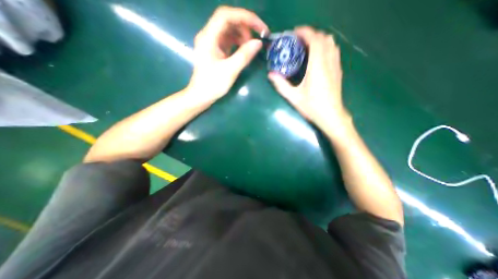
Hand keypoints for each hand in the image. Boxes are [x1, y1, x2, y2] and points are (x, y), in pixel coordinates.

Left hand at [187, 6, 267, 101]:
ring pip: (229, 30)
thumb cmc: (213, 84)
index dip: (244, 17)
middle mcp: (208, 36)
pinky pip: (228, 40)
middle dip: (244, 27)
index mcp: (208, 37)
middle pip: (228, 21)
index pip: (226, 15)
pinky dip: (238, 43)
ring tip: (250, 47)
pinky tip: (244, 50)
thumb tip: (258, 43)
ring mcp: (212, 43)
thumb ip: (244, 55)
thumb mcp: (230, 71)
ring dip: (242, 35)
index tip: (259, 27)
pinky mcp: (215, 50)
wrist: (201, 96)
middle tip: (256, 40)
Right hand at [269, 26, 348, 135]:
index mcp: (317, 67)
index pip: (315, 40)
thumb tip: (271, 75)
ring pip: (331, 43)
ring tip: (307, 47)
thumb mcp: (294, 97)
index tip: (294, 33)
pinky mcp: (338, 71)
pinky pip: (334, 52)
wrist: (331, 116)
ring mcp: (336, 66)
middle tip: (298, 42)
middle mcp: (329, 62)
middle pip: (324, 38)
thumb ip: (281, 85)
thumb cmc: (312, 107)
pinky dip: (325, 47)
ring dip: (319, 40)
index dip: (305, 32)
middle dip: (311, 35)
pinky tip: (317, 57)